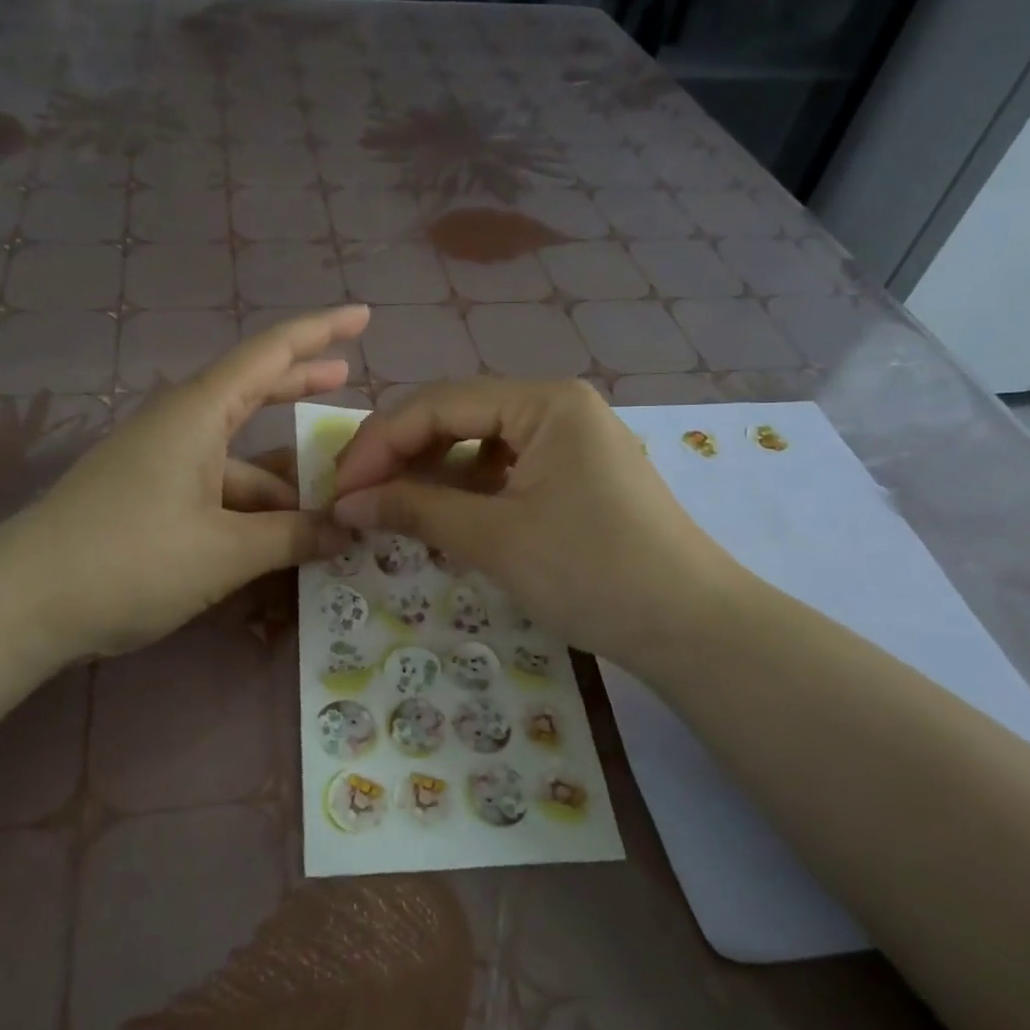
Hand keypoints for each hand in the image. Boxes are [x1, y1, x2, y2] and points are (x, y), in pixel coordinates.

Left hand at [7, 306, 367, 657]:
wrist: (23, 603)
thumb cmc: (130, 559)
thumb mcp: (225, 551)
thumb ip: (292, 537)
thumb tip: (346, 530)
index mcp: (198, 414)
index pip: (269, 353)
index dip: (320, 331)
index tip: (363, 314)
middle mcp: (180, 426)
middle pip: (253, 391)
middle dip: (301, 383)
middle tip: (350, 377)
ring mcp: (161, 463)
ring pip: (237, 457)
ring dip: (281, 475)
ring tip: (333, 497)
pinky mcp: (149, 499)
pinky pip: (216, 489)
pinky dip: (251, 506)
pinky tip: (280, 537)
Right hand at [330, 379, 747, 669]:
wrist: (690, 627)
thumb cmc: (592, 573)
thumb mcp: (495, 540)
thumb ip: (416, 510)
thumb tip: (346, 503)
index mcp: (544, 402)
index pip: (438, 404)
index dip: (379, 444)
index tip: (339, 490)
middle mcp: (556, 406)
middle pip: (456, 416)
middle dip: (400, 455)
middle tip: (355, 498)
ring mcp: (569, 439)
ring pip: (477, 442)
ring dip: (429, 473)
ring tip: (390, 508)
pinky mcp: (574, 474)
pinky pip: (503, 468)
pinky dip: (465, 489)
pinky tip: (443, 516)